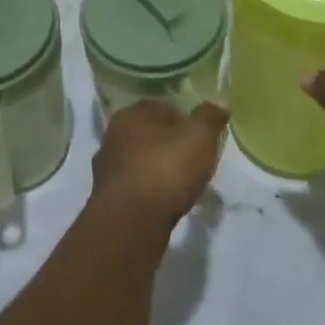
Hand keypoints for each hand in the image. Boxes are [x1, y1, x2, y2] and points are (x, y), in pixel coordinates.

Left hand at [91, 99, 227, 229]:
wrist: (129, 222)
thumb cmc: (165, 170)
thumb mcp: (199, 139)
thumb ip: (209, 118)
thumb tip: (219, 101)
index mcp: (133, 113)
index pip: (163, 108)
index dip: (185, 121)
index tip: (200, 138)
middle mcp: (114, 134)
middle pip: (149, 134)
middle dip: (168, 145)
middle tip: (192, 161)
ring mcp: (107, 167)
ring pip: (139, 161)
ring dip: (156, 169)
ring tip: (179, 186)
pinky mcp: (106, 197)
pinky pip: (134, 187)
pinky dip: (147, 192)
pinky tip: (162, 203)